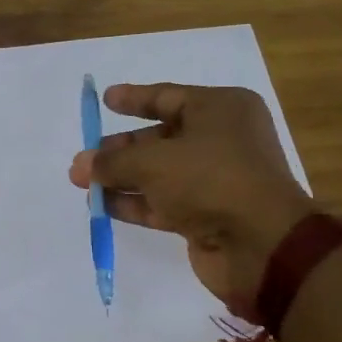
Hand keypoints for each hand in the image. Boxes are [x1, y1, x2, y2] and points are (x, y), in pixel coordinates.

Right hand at [68, 83, 312, 313]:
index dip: (135, 99)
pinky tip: (102, 204)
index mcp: (221, 110)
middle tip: (85, 157)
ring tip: (82, 181)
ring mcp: (215, 180)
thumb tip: (81, 164)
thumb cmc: (210, 179)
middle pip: (160, 138)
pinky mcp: (207, 214)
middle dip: (120, 149)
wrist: (261, 245)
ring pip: (159, 172)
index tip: (106, 99)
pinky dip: (135, 202)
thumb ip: (112, 161)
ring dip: (121, 177)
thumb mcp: (152, 161)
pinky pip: (164, 201)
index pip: (168, 97)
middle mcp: (221, 140)